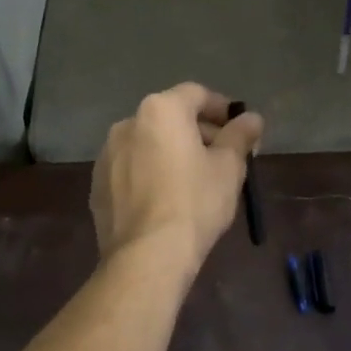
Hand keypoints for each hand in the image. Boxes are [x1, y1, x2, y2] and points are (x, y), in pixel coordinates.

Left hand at [91, 84, 264, 274]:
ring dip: (172, 153)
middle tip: (223, 159)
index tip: (239, 130)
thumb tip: (252, 118)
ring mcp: (107, 154)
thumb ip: (240, 136)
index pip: (197, 95)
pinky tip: (166, 201)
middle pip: (171, 118)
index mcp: (161, 110)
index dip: (222, 109)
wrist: (146, 255)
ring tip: (195, 182)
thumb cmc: (194, 202)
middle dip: (198, 133)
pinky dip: (150, 174)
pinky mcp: (98, 185)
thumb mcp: (229, 167)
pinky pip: (131, 169)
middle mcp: (128, 123)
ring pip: (149, 144)